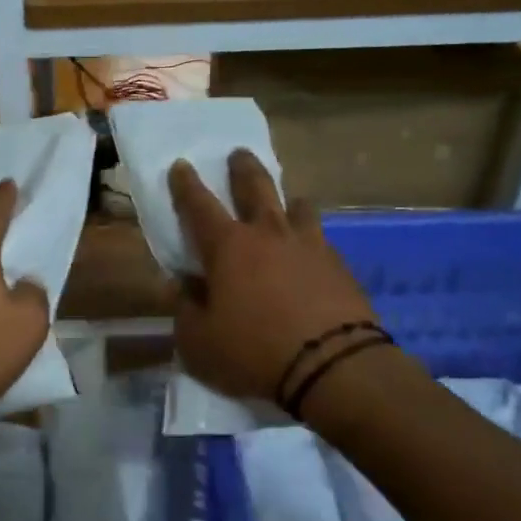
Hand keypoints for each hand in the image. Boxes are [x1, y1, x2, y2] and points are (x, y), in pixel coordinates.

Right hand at [169, 151, 378, 403]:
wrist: (332, 367)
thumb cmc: (253, 352)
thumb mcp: (199, 343)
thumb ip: (185, 310)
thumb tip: (181, 287)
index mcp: (228, 247)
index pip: (199, 205)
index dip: (186, 184)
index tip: (181, 164)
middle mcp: (269, 234)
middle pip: (256, 187)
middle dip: (243, 167)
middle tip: (239, 153)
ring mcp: (309, 245)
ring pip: (298, 206)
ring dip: (288, 200)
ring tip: (289, 202)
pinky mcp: (339, 265)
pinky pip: (320, 239)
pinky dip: (311, 239)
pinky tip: (312, 253)